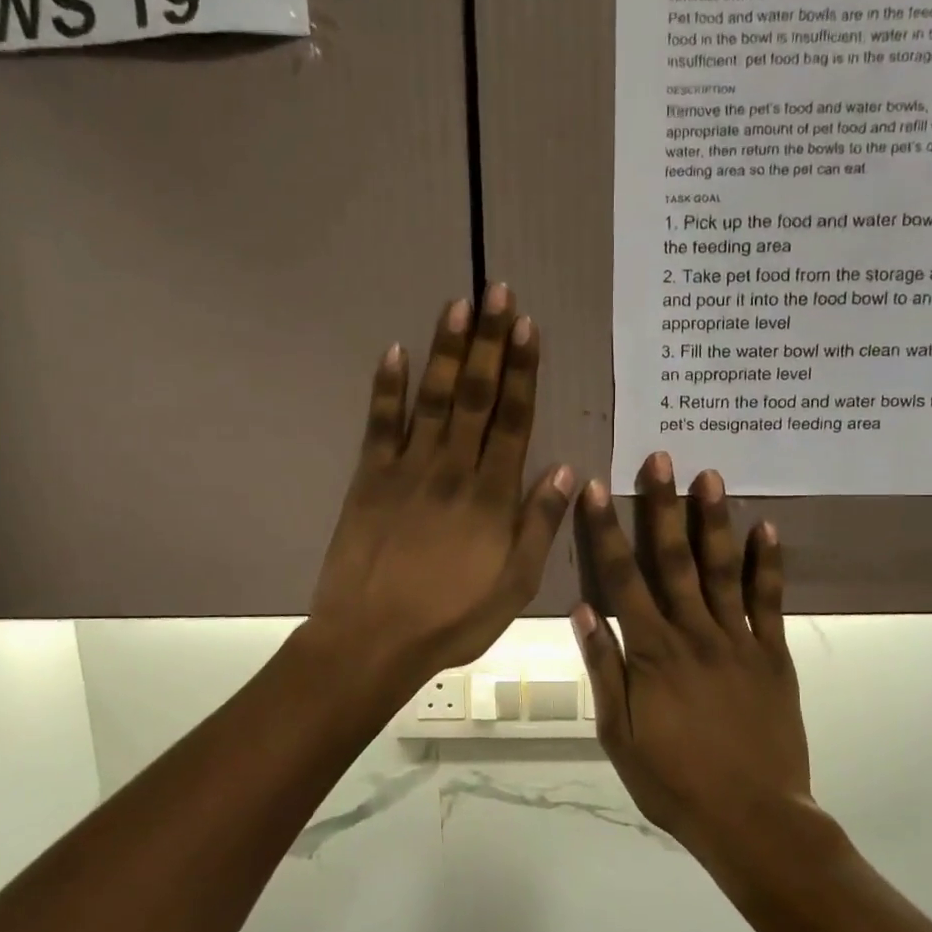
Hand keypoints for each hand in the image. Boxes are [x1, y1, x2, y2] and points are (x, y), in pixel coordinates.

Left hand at [309, 285, 573, 692]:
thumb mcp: (515, 586)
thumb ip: (539, 526)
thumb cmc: (452, 619)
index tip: (529, 327)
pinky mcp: (369, 479)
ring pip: (434, 399)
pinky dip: (386, 387)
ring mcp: (407, 470)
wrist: (372, 640)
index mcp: (491, 496)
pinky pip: (379, 425)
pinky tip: (394, 351)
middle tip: (498, 291)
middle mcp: (453, 470)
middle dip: (490, 341)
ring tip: (459, 304)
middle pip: (477, 396)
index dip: (523, 371)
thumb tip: (563, 470)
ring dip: (448, 350)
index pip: (513, 420)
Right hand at [571, 452, 811, 860]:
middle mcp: (694, 634)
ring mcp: (739, 641)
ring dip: (713, 520)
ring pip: (723, 569)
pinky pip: (770, 601)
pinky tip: (766, 526)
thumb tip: (581, 609)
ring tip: (711, 475)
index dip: (606, 531)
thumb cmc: (674, 781)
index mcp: (651, 653)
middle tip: (661, 458)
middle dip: (662, 506)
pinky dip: (769, 563)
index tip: (596, 488)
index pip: (622, 579)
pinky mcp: (773, 654)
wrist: (752, 819)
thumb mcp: (619, 734)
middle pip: (673, 560)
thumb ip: (603, 668)